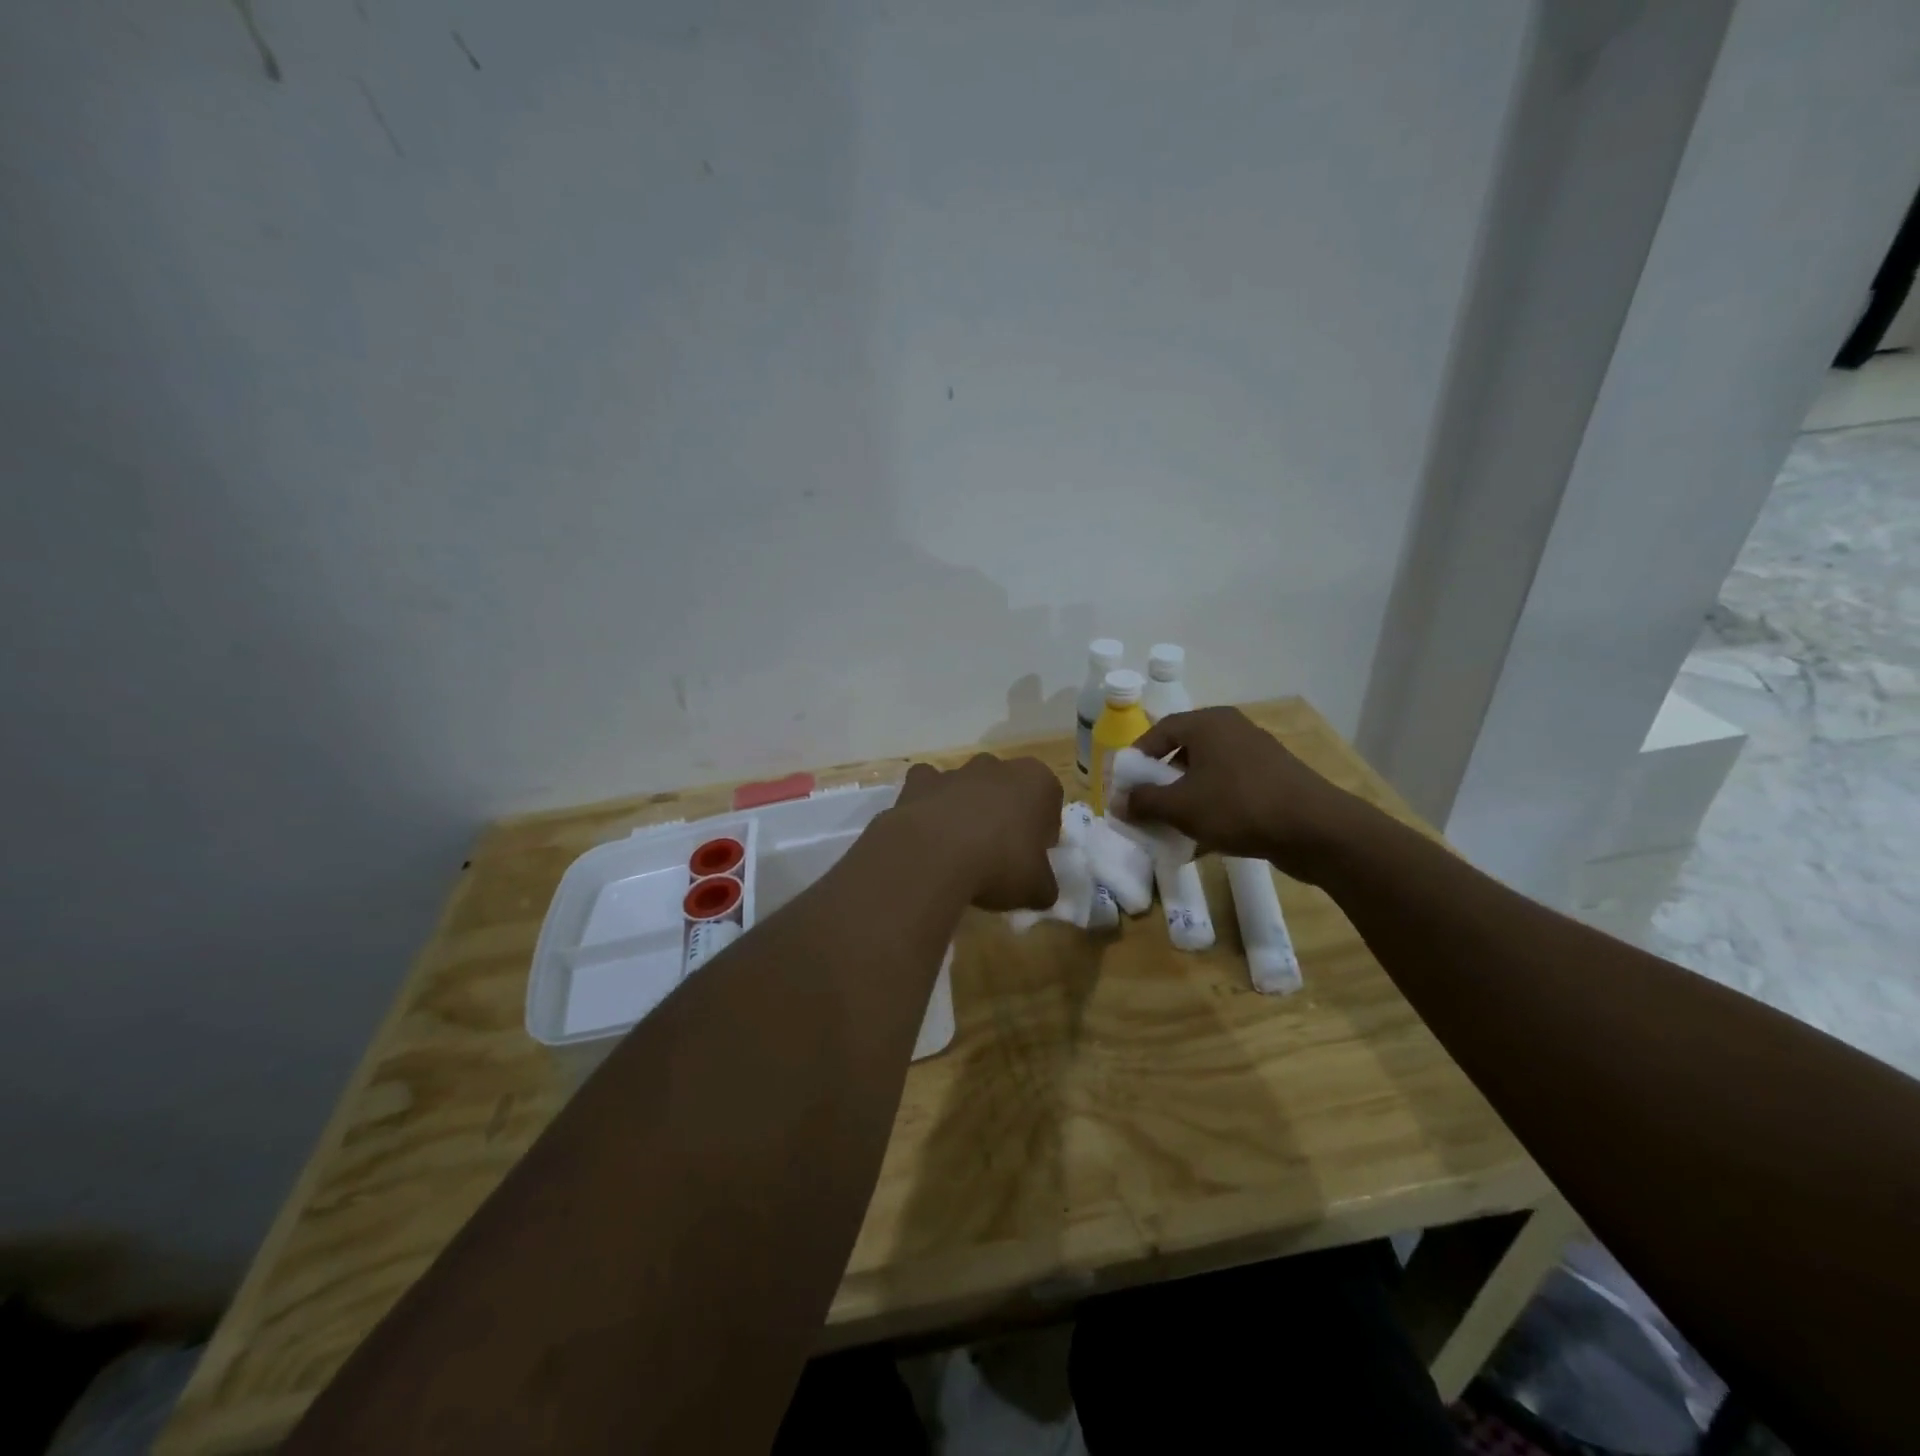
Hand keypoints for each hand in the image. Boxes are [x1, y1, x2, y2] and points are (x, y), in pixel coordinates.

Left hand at [891, 754, 1062, 911]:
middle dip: (1004, 814)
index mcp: (1036, 781)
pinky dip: (929, 804)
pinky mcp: (920, 781)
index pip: (1049, 801)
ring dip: (967, 808)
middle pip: (1007, 788)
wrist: (934, 856)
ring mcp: (956, 771)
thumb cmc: (1000, 864)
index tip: (1032, 856)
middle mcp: (997, 767)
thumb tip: (1041, 890)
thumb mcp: (1036, 887)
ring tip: (960, 849)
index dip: (1042, 830)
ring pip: (968, 786)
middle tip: (999, 853)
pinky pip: (928, 788)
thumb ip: (1044, 884)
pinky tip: (929, 833)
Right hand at [1125, 708, 1363, 881]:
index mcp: (1208, 723)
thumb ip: (1145, 801)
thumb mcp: (1181, 806)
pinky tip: (1204, 840)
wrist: (1315, 829)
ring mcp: (1257, 755)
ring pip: (1208, 773)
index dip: (1138, 756)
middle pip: (1184, 751)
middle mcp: (1232, 730)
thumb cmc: (1238, 806)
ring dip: (1186, 798)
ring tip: (1172, 826)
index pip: (1161, 730)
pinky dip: (1212, 808)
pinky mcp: (1274, 780)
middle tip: (1147, 805)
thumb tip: (1118, 802)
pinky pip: (1230, 789)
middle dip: (1161, 781)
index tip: (1125, 783)